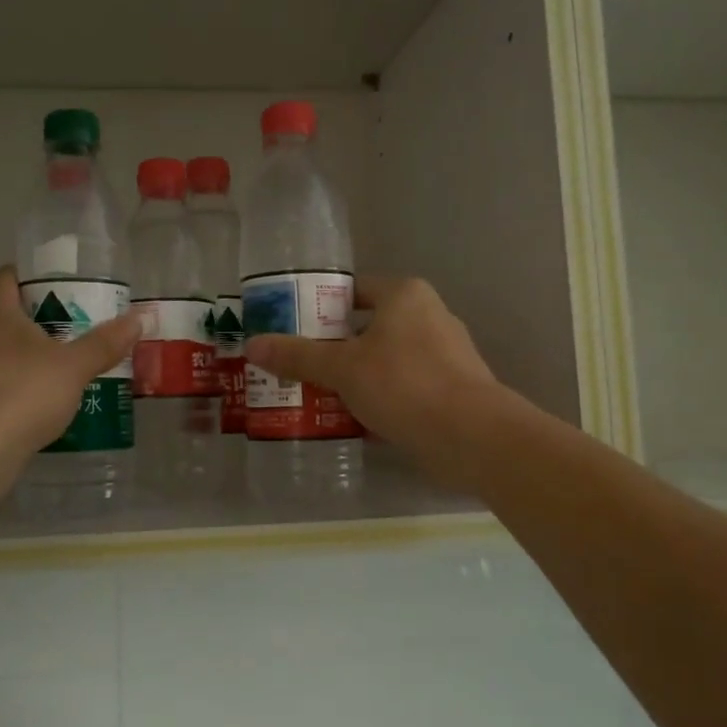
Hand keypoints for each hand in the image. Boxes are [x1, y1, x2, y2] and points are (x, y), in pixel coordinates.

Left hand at [0, 267, 141, 463]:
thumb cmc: (23, 392)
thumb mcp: (74, 367)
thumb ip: (104, 343)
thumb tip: (138, 318)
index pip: (3, 280)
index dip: (23, 277)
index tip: (46, 285)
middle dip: (21, 328)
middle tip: (55, 339)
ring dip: (4, 364)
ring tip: (38, 379)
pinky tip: (17, 415)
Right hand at [243, 276, 499, 481]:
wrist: (473, 437)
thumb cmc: (404, 384)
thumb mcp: (342, 368)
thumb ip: (297, 355)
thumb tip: (252, 344)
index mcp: (405, 295)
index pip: (354, 290)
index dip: (320, 306)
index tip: (292, 328)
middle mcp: (429, 315)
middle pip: (368, 325)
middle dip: (334, 346)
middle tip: (298, 364)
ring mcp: (445, 353)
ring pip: (386, 358)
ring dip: (356, 374)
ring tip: (318, 393)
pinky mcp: (453, 388)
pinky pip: (404, 384)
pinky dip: (380, 396)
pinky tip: (354, 417)